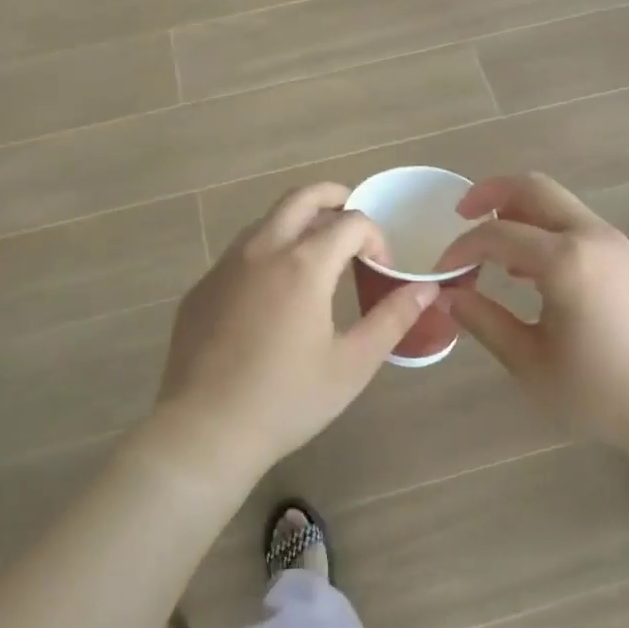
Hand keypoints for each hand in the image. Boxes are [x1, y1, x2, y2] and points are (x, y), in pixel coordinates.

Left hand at [149, 183, 436, 486]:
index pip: (351, 223)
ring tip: (318, 254)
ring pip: (267, 220)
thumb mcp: (352, 364)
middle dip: (335, 198)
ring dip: (298, 222)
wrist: (205, 431)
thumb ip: (392, 319)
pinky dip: (267, 252)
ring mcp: (225, 266)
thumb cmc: (287, 400)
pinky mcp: (202, 287)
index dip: (376, 238)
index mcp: (303, 264)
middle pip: (301, 197)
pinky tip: (274, 293)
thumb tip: (426, 289)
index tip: (382, 270)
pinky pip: (240, 252)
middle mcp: (262, 250)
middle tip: (353, 222)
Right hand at [438, 173, 628, 455]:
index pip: (496, 234)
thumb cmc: (603, 393)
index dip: (461, 248)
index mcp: (565, 261)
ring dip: (518, 211)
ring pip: (556, 202)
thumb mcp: (531, 364)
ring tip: (490, 246)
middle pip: (532, 187)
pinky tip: (528, 271)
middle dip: (489, 193)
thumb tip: (448, 296)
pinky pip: (574, 223)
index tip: (441, 272)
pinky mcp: (626, 256)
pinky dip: (543, 228)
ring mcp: (614, 242)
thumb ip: (484, 322)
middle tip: (459, 215)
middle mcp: (590, 236)